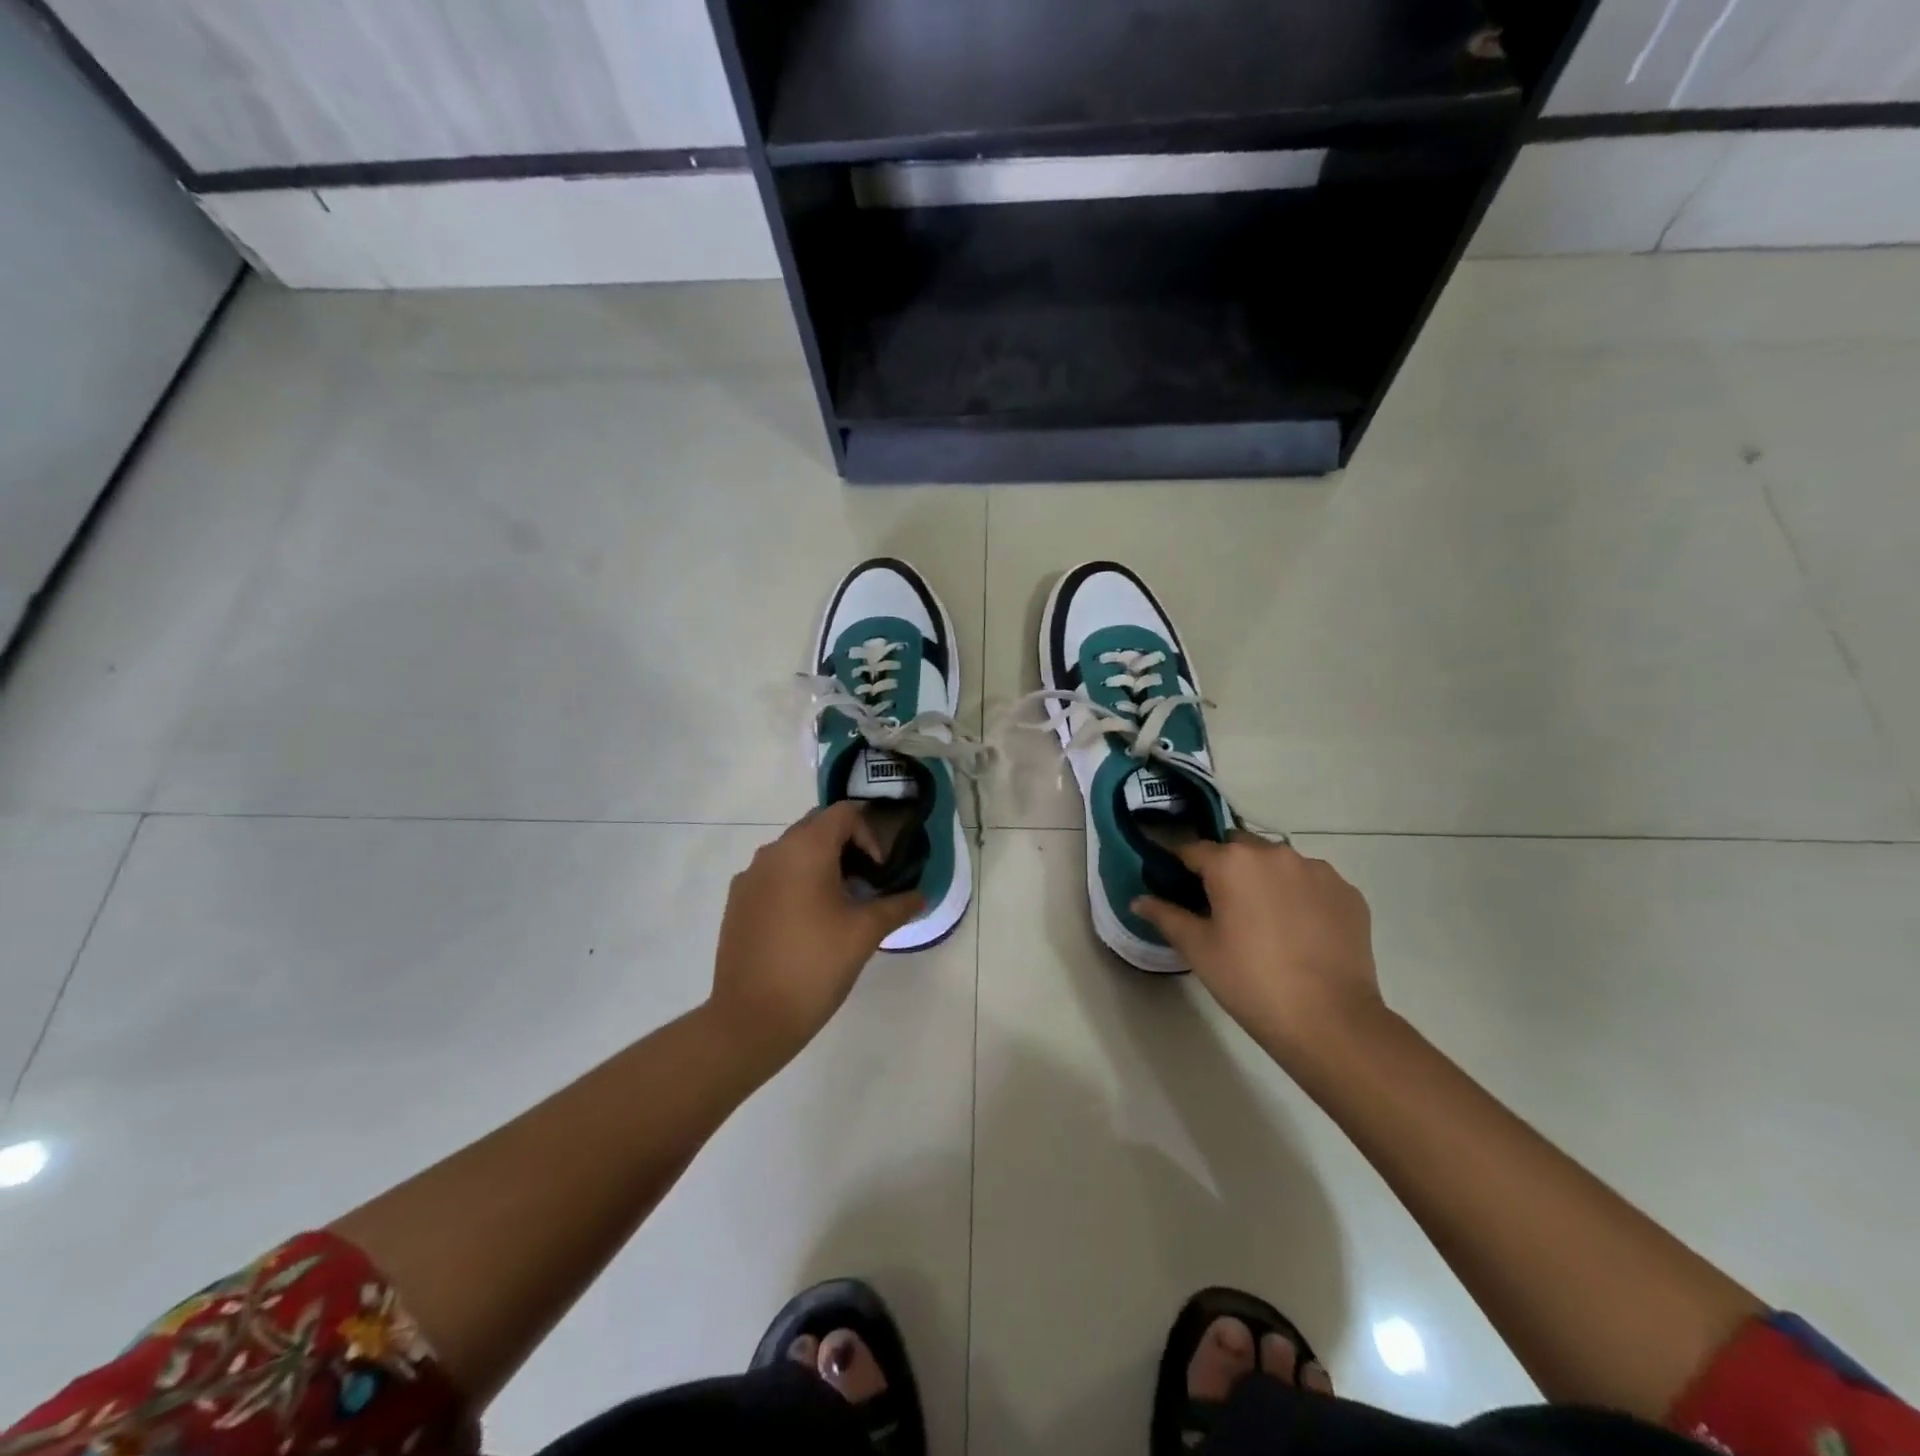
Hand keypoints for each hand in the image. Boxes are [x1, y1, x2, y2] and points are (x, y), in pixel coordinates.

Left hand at [707, 802, 924, 1066]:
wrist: (751, 1017)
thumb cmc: (815, 965)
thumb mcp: (865, 933)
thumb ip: (897, 906)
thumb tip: (920, 896)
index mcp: (805, 849)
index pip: (844, 813)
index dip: (870, 834)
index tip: (880, 871)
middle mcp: (773, 851)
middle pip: (817, 827)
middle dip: (847, 846)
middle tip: (866, 883)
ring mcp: (749, 875)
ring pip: (793, 851)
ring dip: (821, 864)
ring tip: (840, 904)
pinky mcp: (737, 900)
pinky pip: (773, 874)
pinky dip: (795, 882)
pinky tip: (806, 922)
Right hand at [1132, 834, 1384, 1061]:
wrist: (1330, 1020)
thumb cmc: (1250, 981)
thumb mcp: (1198, 949)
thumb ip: (1166, 916)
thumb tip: (1139, 900)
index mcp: (1232, 862)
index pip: (1193, 849)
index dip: (1178, 865)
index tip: (1173, 883)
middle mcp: (1275, 853)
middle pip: (1238, 848)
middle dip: (1225, 868)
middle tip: (1221, 907)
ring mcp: (1317, 870)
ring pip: (1277, 863)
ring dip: (1264, 879)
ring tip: (1264, 920)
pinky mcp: (1348, 892)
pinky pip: (1312, 882)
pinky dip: (1300, 896)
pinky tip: (1299, 931)